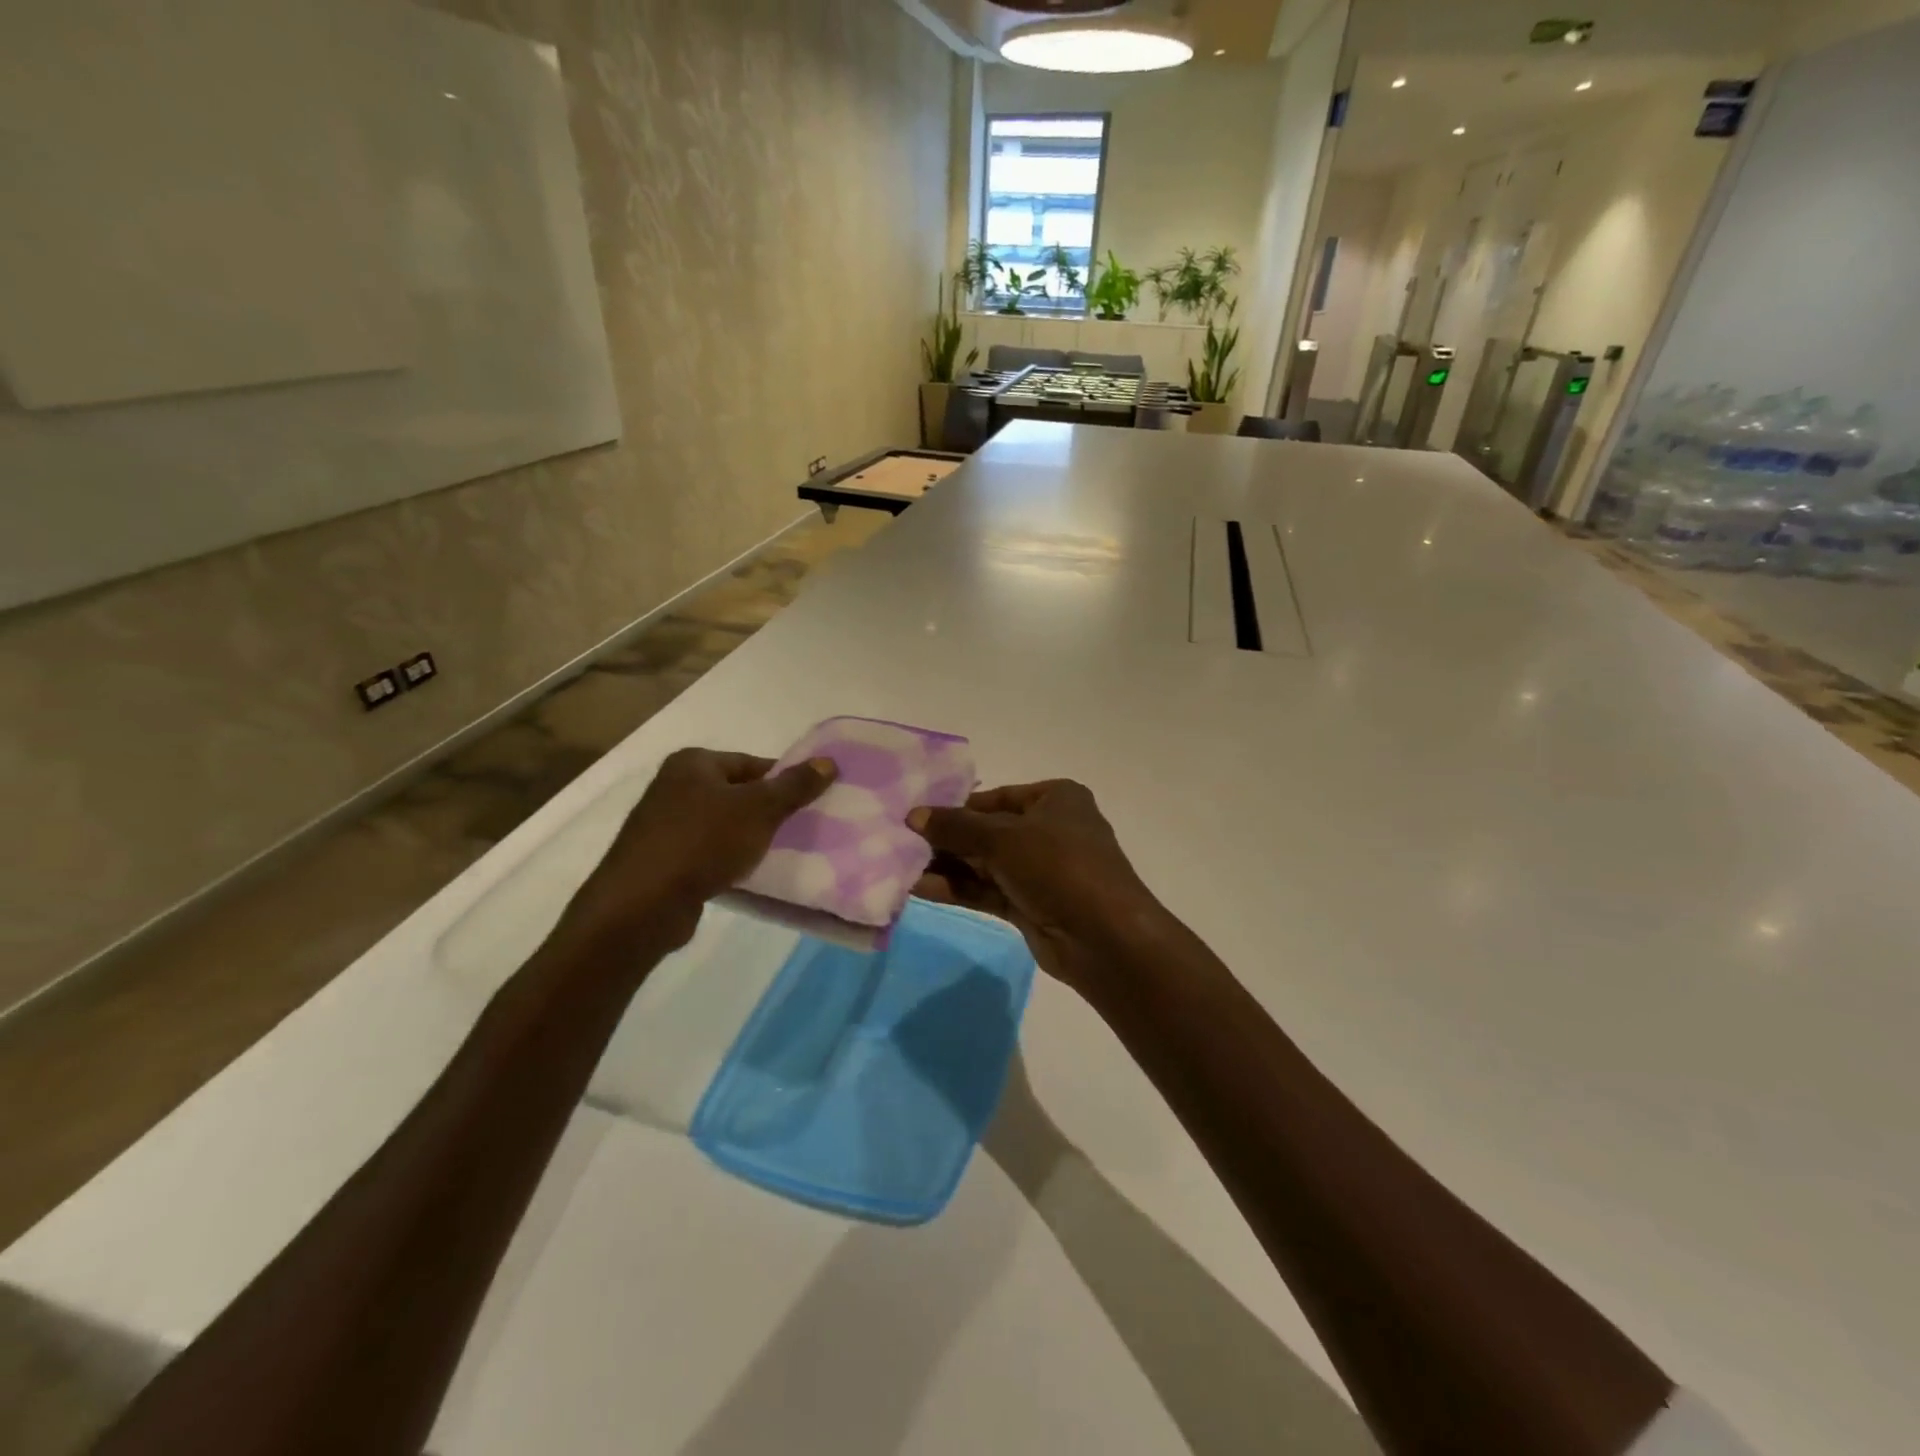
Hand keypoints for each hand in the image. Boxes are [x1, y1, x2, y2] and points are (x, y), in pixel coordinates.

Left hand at [565, 748, 835, 952]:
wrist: (641, 905)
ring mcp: (664, 824)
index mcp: (694, 763)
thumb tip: (828, 762)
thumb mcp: (759, 809)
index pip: (753, 763)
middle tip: (800, 828)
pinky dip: (727, 858)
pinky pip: (707, 851)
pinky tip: (746, 873)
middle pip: (737, 792)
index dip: (784, 780)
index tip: (810, 802)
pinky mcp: (662, 859)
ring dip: (748, 837)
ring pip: (723, 824)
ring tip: (778, 852)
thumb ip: (794, 786)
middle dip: (768, 810)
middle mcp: (674, 786)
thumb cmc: (702, 843)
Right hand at [909, 780, 1172, 1001]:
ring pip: (984, 864)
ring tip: (900, 865)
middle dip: (946, 839)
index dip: (956, 807)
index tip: (916, 816)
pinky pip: (986, 890)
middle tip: (899, 841)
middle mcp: (1049, 830)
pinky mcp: (1030, 905)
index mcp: (1055, 799)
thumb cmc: (1058, 866)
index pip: (996, 798)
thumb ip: (956, 827)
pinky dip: (957, 888)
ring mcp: (1040, 871)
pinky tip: (920, 887)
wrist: (1104, 938)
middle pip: (987, 831)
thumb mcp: (1003, 838)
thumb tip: (913, 815)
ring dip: (946, 865)